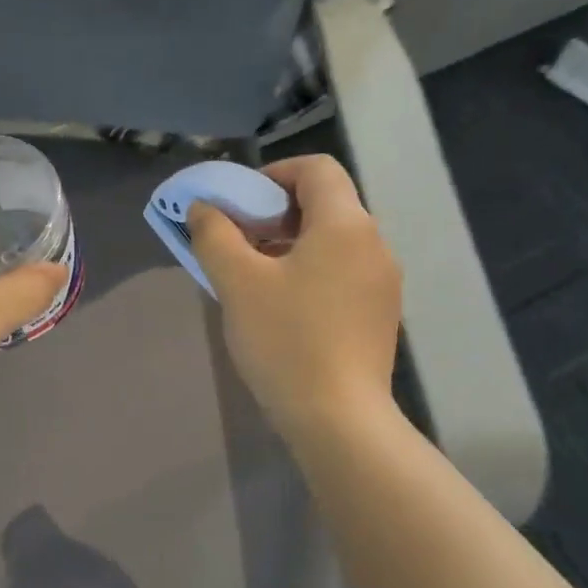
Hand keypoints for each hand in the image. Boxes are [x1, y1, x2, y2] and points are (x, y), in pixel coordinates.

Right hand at [189, 154, 402, 440]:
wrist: (338, 418)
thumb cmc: (286, 341)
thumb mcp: (238, 283)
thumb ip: (215, 235)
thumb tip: (204, 208)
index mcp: (346, 225)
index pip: (316, 169)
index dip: (273, 174)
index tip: (239, 204)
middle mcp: (374, 244)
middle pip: (326, 205)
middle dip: (276, 214)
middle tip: (238, 243)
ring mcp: (383, 283)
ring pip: (333, 243)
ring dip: (291, 246)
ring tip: (253, 279)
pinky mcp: (379, 316)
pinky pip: (342, 275)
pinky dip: (310, 274)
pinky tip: (283, 310)